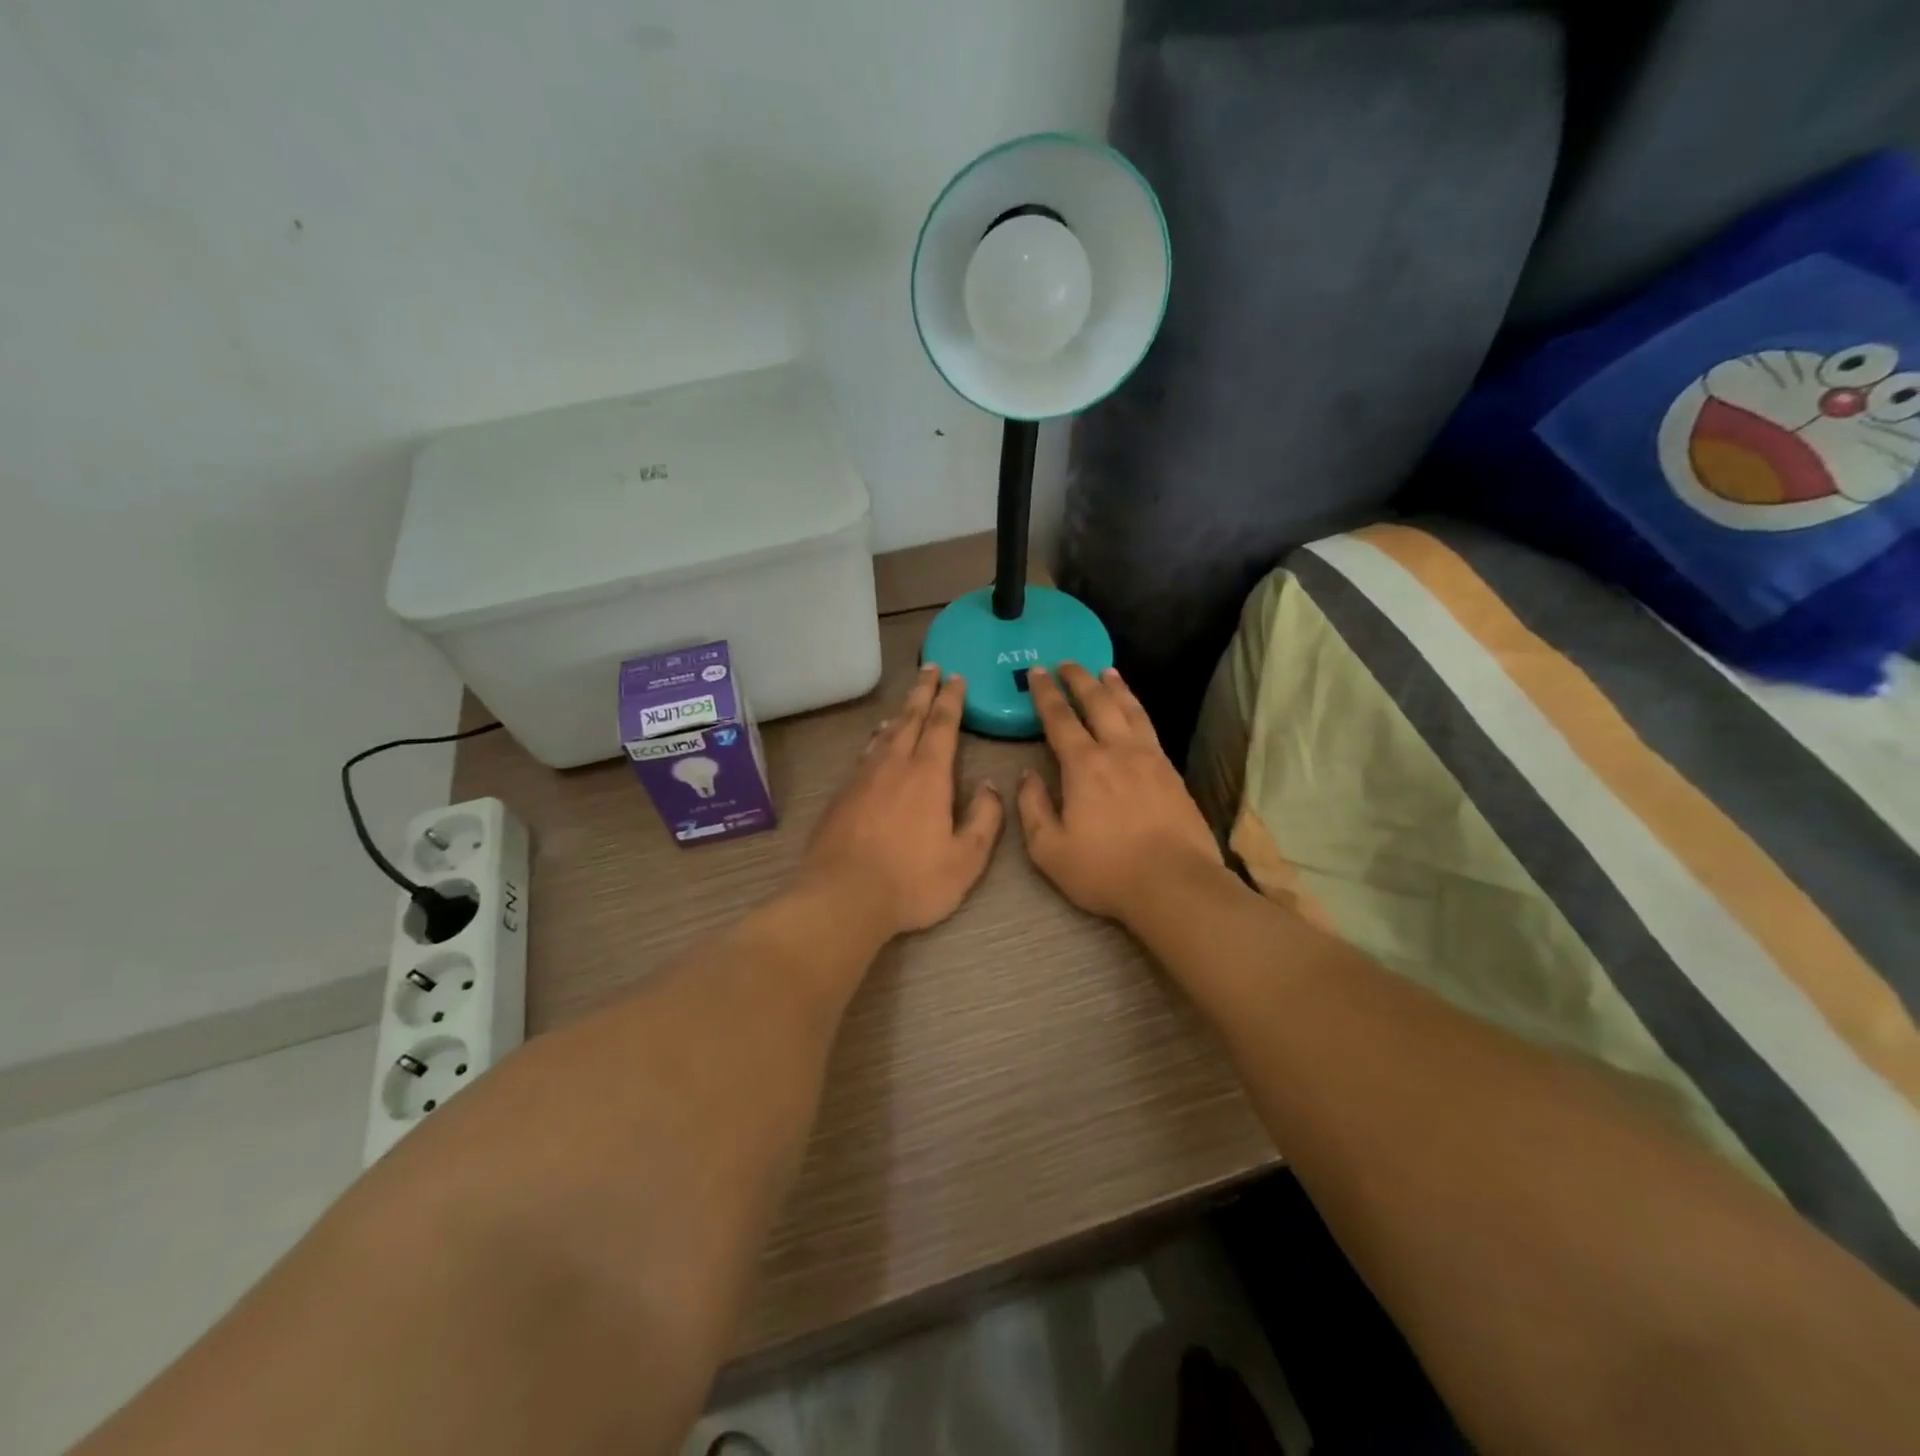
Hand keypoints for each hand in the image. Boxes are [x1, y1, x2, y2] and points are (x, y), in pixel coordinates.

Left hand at [802, 664, 1004, 937]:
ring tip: (907, 702)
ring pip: (885, 734)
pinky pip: (865, 753)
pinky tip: (876, 743)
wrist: (842, 897)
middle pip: (911, 718)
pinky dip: (876, 739)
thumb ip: (984, 819)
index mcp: (928, 775)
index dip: (951, 699)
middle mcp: (894, 765)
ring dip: (900, 712)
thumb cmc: (911, 881)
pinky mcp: (842, 794)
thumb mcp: (965, 859)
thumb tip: (990, 786)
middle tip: (930, 667)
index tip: (956, 678)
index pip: (943, 724)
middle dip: (923, 691)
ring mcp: (863, 778)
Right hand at [1016, 664, 1223, 922]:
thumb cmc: (1105, 869)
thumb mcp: (1049, 849)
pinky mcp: (1172, 773)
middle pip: (1098, 702)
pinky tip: (1135, 711)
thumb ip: (1032, 808)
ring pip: (1130, 710)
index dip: (1046, 693)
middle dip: (1079, 679)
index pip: (1060, 718)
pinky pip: (1150, 728)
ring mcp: (1150, 758)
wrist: (1174, 884)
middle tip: (1067, 662)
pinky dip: (1137, 709)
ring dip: (1115, 687)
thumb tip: (1027, 776)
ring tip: (1106, 671)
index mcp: (1083, 765)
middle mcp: (1117, 751)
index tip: (1037, 671)